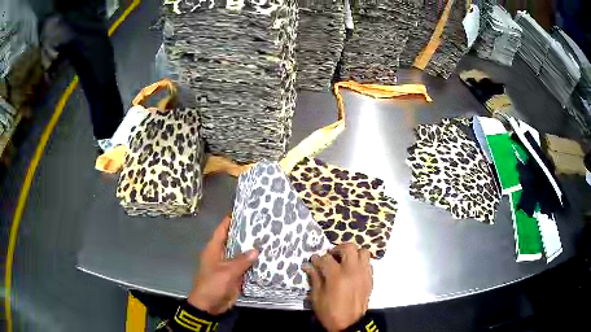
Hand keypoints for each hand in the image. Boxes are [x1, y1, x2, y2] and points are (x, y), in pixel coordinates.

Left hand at [187, 216, 258, 314]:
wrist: (209, 305)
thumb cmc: (212, 284)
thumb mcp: (226, 272)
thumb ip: (241, 261)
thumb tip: (256, 250)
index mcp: (214, 249)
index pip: (222, 230)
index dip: (230, 220)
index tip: (243, 211)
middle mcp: (221, 254)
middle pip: (233, 240)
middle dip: (246, 234)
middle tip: (262, 225)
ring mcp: (228, 266)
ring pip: (241, 254)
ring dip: (251, 249)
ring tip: (268, 239)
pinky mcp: (234, 276)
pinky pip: (245, 267)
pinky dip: (253, 263)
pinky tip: (266, 259)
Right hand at [303, 243, 372, 331]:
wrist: (349, 324)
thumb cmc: (330, 312)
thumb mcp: (317, 297)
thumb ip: (314, 279)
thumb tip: (308, 266)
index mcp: (337, 276)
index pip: (326, 259)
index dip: (317, 258)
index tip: (313, 260)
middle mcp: (352, 271)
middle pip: (348, 248)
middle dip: (337, 249)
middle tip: (330, 256)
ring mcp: (363, 274)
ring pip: (362, 252)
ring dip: (352, 253)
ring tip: (344, 260)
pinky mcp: (370, 278)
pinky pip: (368, 263)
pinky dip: (360, 262)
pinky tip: (353, 269)